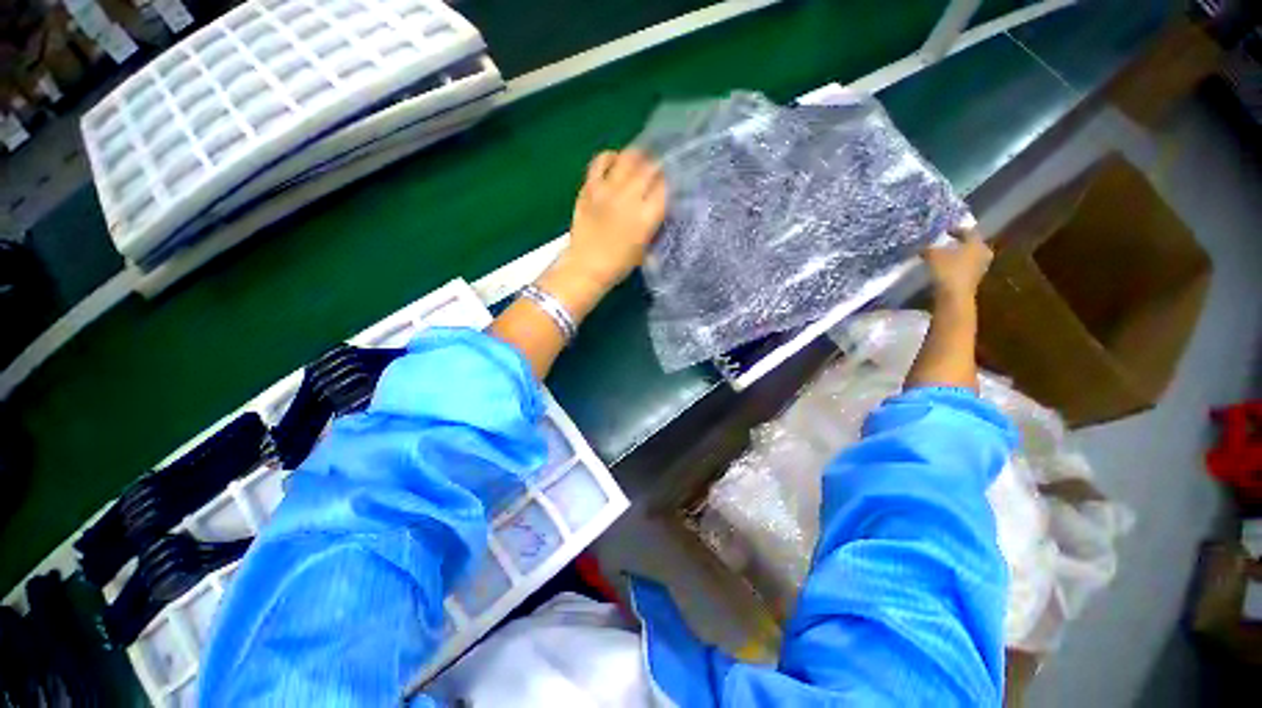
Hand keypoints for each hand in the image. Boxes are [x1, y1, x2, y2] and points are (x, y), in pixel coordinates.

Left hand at [558, 149, 667, 292]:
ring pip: (628, 158)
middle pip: (650, 167)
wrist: (586, 267)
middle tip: (658, 172)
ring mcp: (607, 190)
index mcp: (646, 217)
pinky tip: (615, 164)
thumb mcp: (645, 248)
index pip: (666, 187)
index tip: (671, 184)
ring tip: (640, 163)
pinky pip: (600, 161)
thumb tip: (660, 205)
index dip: (671, 182)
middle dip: (658, 167)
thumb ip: (654, 224)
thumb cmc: (619, 264)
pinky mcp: (589, 187)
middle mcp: (629, 198)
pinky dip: (610, 157)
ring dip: (638, 157)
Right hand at [922, 228, 992, 300]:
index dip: (955, 229)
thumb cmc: (947, 270)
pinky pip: (965, 267)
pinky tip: (945, 268)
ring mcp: (981, 267)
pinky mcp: (974, 279)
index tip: (944, 231)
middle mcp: (983, 252)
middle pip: (971, 244)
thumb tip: (923, 246)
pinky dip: (957, 266)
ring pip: (969, 256)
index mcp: (976, 242)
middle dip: (960, 243)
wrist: (954, 296)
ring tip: (944, 257)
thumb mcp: (932, 255)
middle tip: (947, 243)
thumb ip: (928, 248)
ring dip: (958, 256)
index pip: (968, 231)